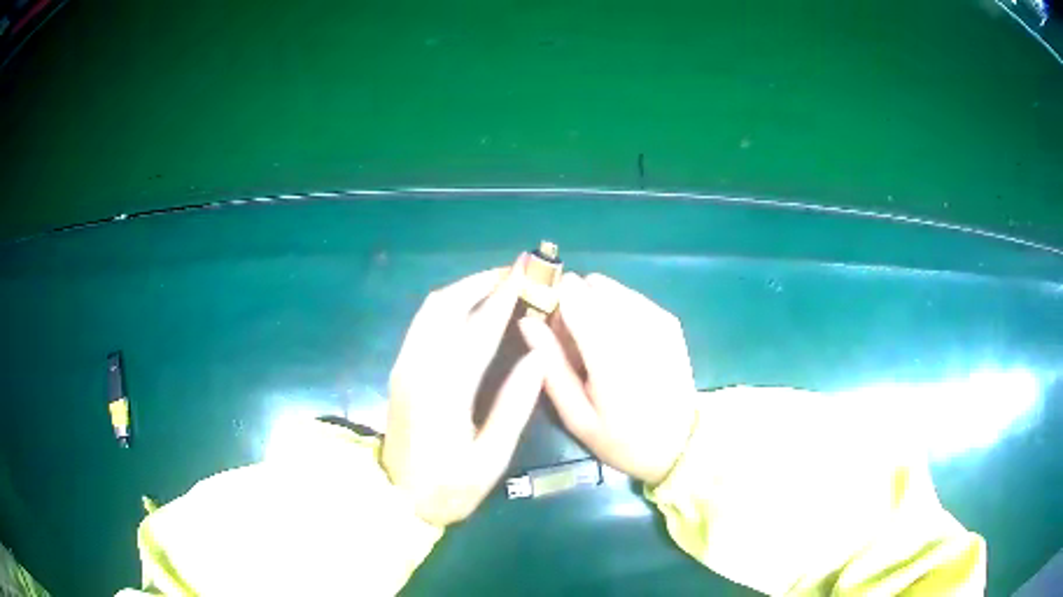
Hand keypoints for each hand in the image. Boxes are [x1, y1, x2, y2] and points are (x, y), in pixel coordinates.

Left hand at [382, 257, 544, 526]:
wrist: (396, 500)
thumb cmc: (448, 487)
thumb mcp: (490, 459)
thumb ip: (514, 406)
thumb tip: (538, 357)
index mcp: (444, 390)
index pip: (479, 329)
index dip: (505, 298)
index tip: (527, 274)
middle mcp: (419, 367)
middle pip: (447, 305)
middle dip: (481, 282)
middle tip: (515, 273)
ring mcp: (404, 365)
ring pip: (431, 309)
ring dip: (463, 289)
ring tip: (496, 284)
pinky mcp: (400, 369)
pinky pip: (423, 322)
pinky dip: (448, 305)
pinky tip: (469, 308)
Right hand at [518, 273, 695, 484]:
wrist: (679, 444)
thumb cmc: (620, 438)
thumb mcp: (576, 415)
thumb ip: (550, 365)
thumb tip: (526, 321)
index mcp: (609, 354)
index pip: (573, 293)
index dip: (553, 302)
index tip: (549, 329)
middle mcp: (637, 326)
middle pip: (591, 284)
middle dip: (574, 304)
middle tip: (574, 344)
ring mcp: (658, 320)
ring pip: (610, 287)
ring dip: (596, 306)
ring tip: (599, 346)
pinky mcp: (669, 321)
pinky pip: (630, 296)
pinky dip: (616, 310)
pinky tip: (620, 342)